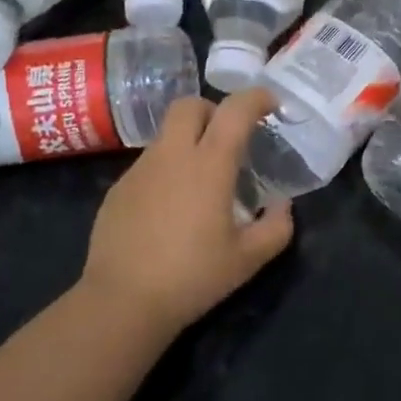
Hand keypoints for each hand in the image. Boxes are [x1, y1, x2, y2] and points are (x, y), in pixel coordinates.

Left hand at [79, 90, 294, 335]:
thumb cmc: (192, 277)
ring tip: (201, 181)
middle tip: (229, 138)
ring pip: (167, 135)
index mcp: (209, 164)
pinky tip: (170, 208)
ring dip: (189, 142)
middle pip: (190, 105)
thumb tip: (283, 205)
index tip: (271, 105)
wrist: (122, 302)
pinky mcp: (118, 189)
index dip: (256, 98)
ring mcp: (140, 170)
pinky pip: (148, 164)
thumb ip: (276, 227)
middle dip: (213, 110)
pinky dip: (167, 170)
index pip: (234, 110)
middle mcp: (172, 155)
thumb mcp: (248, 259)